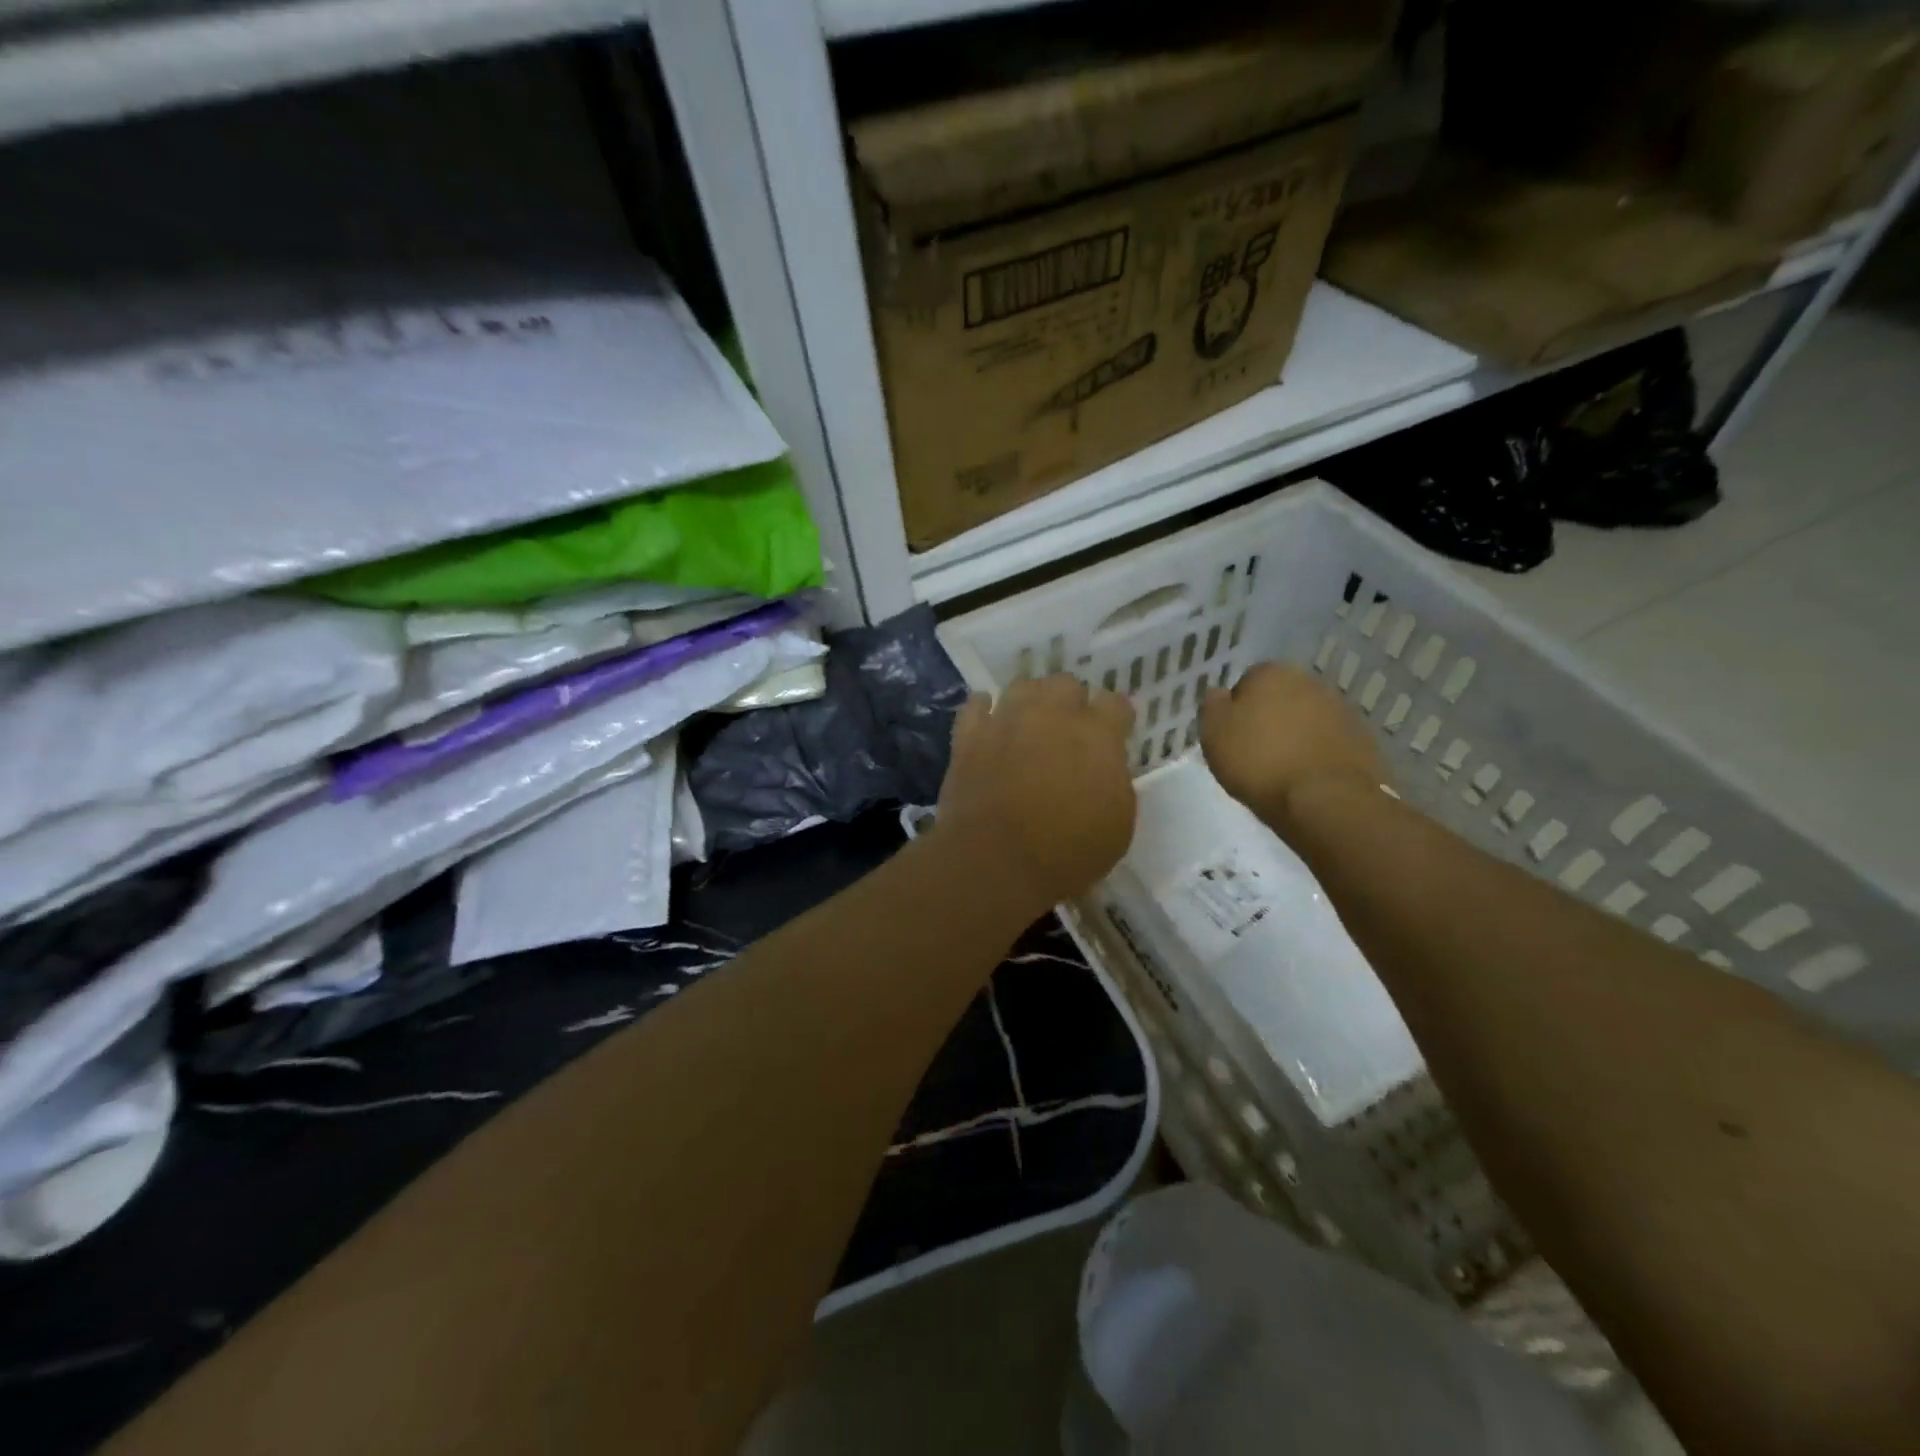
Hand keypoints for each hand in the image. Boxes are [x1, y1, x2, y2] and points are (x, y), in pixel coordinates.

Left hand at [935, 675, 1136, 913]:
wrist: (995, 860)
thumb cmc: (1067, 851)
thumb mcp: (1118, 826)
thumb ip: (1115, 782)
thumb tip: (1105, 767)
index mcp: (1097, 734)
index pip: (1116, 703)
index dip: (1116, 718)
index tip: (1114, 734)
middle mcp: (1052, 714)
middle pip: (1066, 683)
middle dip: (1072, 701)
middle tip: (1069, 730)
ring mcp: (1006, 719)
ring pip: (1022, 685)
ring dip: (1031, 699)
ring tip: (1030, 722)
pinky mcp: (969, 735)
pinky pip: (976, 705)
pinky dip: (984, 710)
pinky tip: (989, 721)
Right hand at [1200, 663, 1385, 836]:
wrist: (1326, 800)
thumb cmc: (1259, 762)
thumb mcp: (1214, 733)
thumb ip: (1212, 706)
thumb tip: (1219, 694)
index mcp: (1271, 673)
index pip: (1246, 682)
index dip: (1237, 709)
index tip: (1232, 736)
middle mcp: (1310, 682)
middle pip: (1280, 698)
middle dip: (1270, 719)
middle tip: (1256, 752)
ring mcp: (1341, 709)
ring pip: (1307, 718)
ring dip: (1296, 735)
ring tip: (1282, 769)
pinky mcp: (1362, 738)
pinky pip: (1329, 741)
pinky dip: (1318, 753)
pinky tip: (1307, 777)